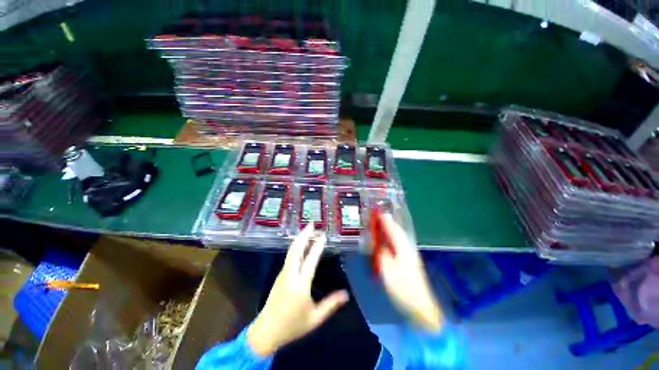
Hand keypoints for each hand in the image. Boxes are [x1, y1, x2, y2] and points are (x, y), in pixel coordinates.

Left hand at [247, 223, 349, 356]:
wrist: (265, 332)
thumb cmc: (291, 326)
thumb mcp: (314, 319)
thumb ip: (330, 305)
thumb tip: (346, 294)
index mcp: (300, 285)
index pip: (310, 261)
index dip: (317, 247)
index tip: (323, 236)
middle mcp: (290, 275)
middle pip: (296, 250)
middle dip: (304, 235)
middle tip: (312, 224)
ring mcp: (283, 274)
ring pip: (291, 252)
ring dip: (300, 239)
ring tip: (308, 230)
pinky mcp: (280, 275)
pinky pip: (289, 256)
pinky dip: (296, 246)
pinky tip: (301, 245)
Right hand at [375, 214, 442, 331]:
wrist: (420, 307)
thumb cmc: (403, 288)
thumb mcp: (388, 271)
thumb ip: (383, 255)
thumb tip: (380, 246)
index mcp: (404, 250)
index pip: (394, 232)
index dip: (387, 222)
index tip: (380, 213)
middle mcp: (408, 250)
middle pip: (398, 233)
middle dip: (390, 224)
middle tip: (380, 216)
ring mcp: (410, 256)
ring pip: (399, 239)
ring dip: (392, 230)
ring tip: (384, 225)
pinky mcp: (409, 263)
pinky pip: (399, 245)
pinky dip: (393, 239)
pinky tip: (389, 241)